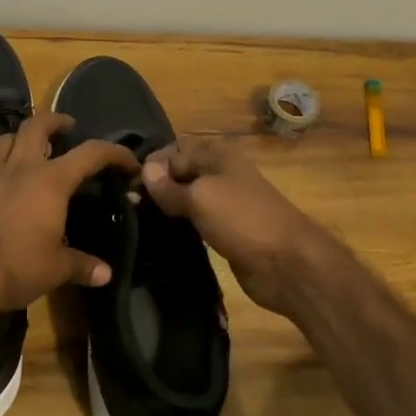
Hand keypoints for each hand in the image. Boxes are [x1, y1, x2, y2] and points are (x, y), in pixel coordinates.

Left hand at [0, 111, 140, 320]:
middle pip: (38, 126)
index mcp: (52, 182)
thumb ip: (84, 266)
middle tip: (67, 127)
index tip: (128, 162)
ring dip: (19, 137)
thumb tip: (106, 274)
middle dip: (56, 121)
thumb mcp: (58, 269)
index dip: (114, 153)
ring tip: (28, 145)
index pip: (91, 154)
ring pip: (4, 138)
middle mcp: (21, 167)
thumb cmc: (19, 269)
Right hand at [141, 137, 332, 316]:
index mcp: (219, 157)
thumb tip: (145, 170)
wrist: (287, 264)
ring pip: (188, 197)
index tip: (127, 185)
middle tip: (129, 205)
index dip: (152, 165)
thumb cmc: (243, 220)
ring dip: (167, 206)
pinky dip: (180, 224)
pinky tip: (162, 234)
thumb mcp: (201, 198)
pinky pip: (196, 221)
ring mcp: (226, 204)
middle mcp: (222, 175)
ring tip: (139, 219)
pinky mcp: (227, 231)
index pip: (175, 151)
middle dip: (157, 185)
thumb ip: (170, 187)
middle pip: (182, 172)